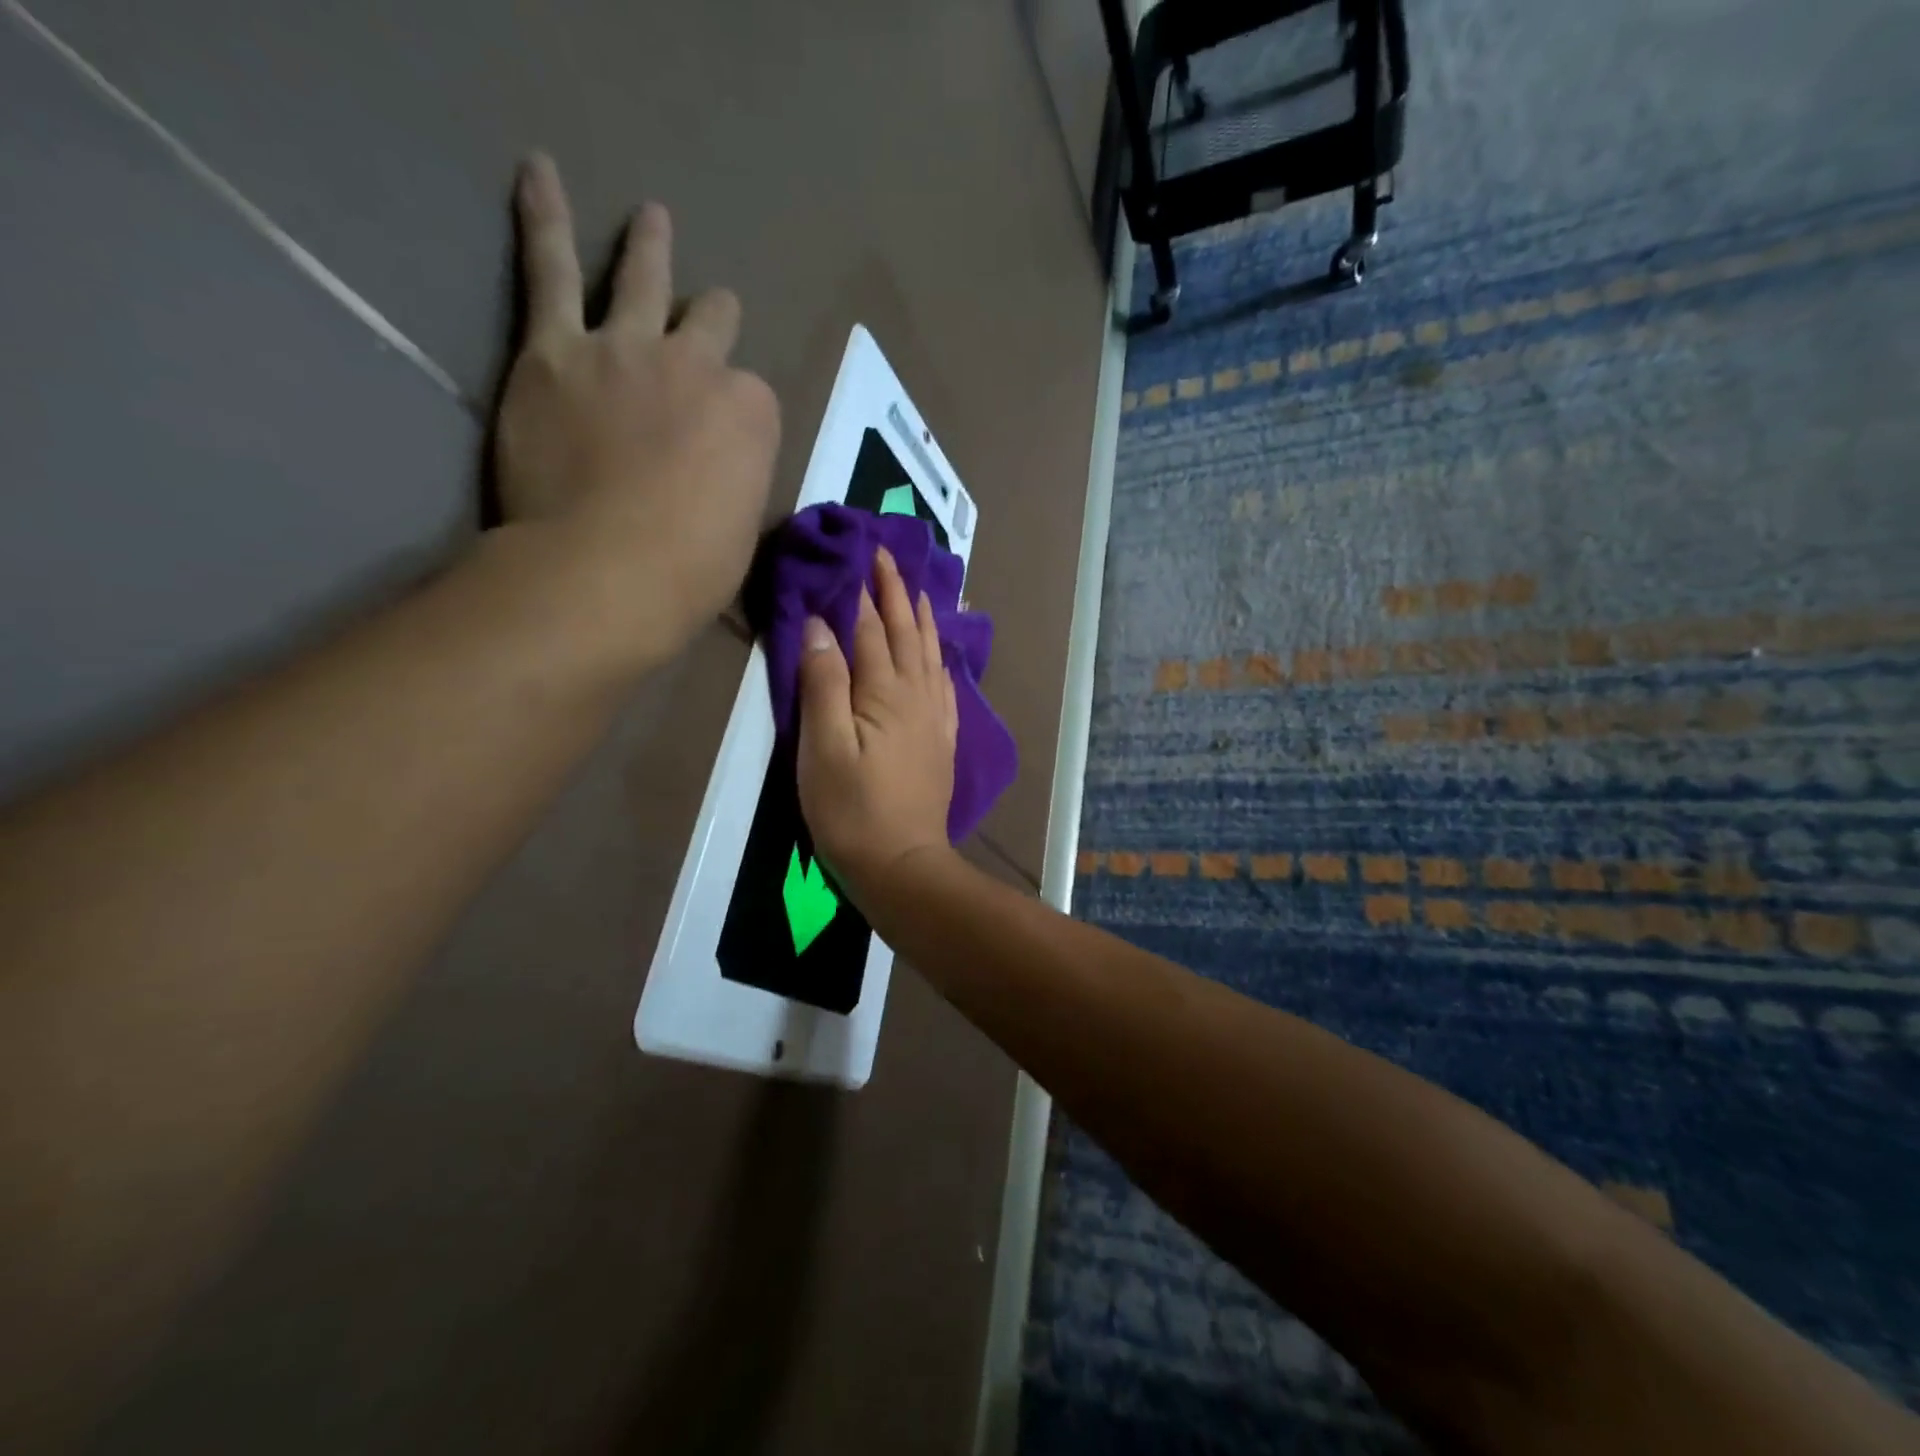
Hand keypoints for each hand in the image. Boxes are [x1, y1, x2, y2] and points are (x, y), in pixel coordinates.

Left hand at [492, 154, 779, 671]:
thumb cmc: (690, 572)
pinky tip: (539, 173)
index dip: (738, 418)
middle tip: (711, 316)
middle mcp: (699, 367)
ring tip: (651, 217)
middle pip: (711, 327)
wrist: (606, 571)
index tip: (723, 443)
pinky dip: (544, 218)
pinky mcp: (556, 351)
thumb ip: (736, 486)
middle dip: (713, 322)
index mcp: (753, 416)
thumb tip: (720, 482)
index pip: (753, 399)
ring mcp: (628, 350)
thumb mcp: (743, 534)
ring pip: (643, 280)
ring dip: (650, 246)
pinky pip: (551, 269)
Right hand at [796, 546, 959, 906]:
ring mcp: (935, 718)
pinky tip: (941, 655)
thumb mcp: (823, 747)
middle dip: (896, 592)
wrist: (902, 863)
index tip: (858, 554)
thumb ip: (823, 683)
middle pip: (906, 633)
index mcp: (884, 692)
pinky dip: (941, 659)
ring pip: (931, 654)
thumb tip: (820, 624)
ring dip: (922, 618)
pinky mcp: (942, 741)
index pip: (871, 630)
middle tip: (889, 555)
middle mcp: (917, 695)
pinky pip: (946, 685)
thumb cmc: (850, 809)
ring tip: (919, 590)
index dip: (862, 593)